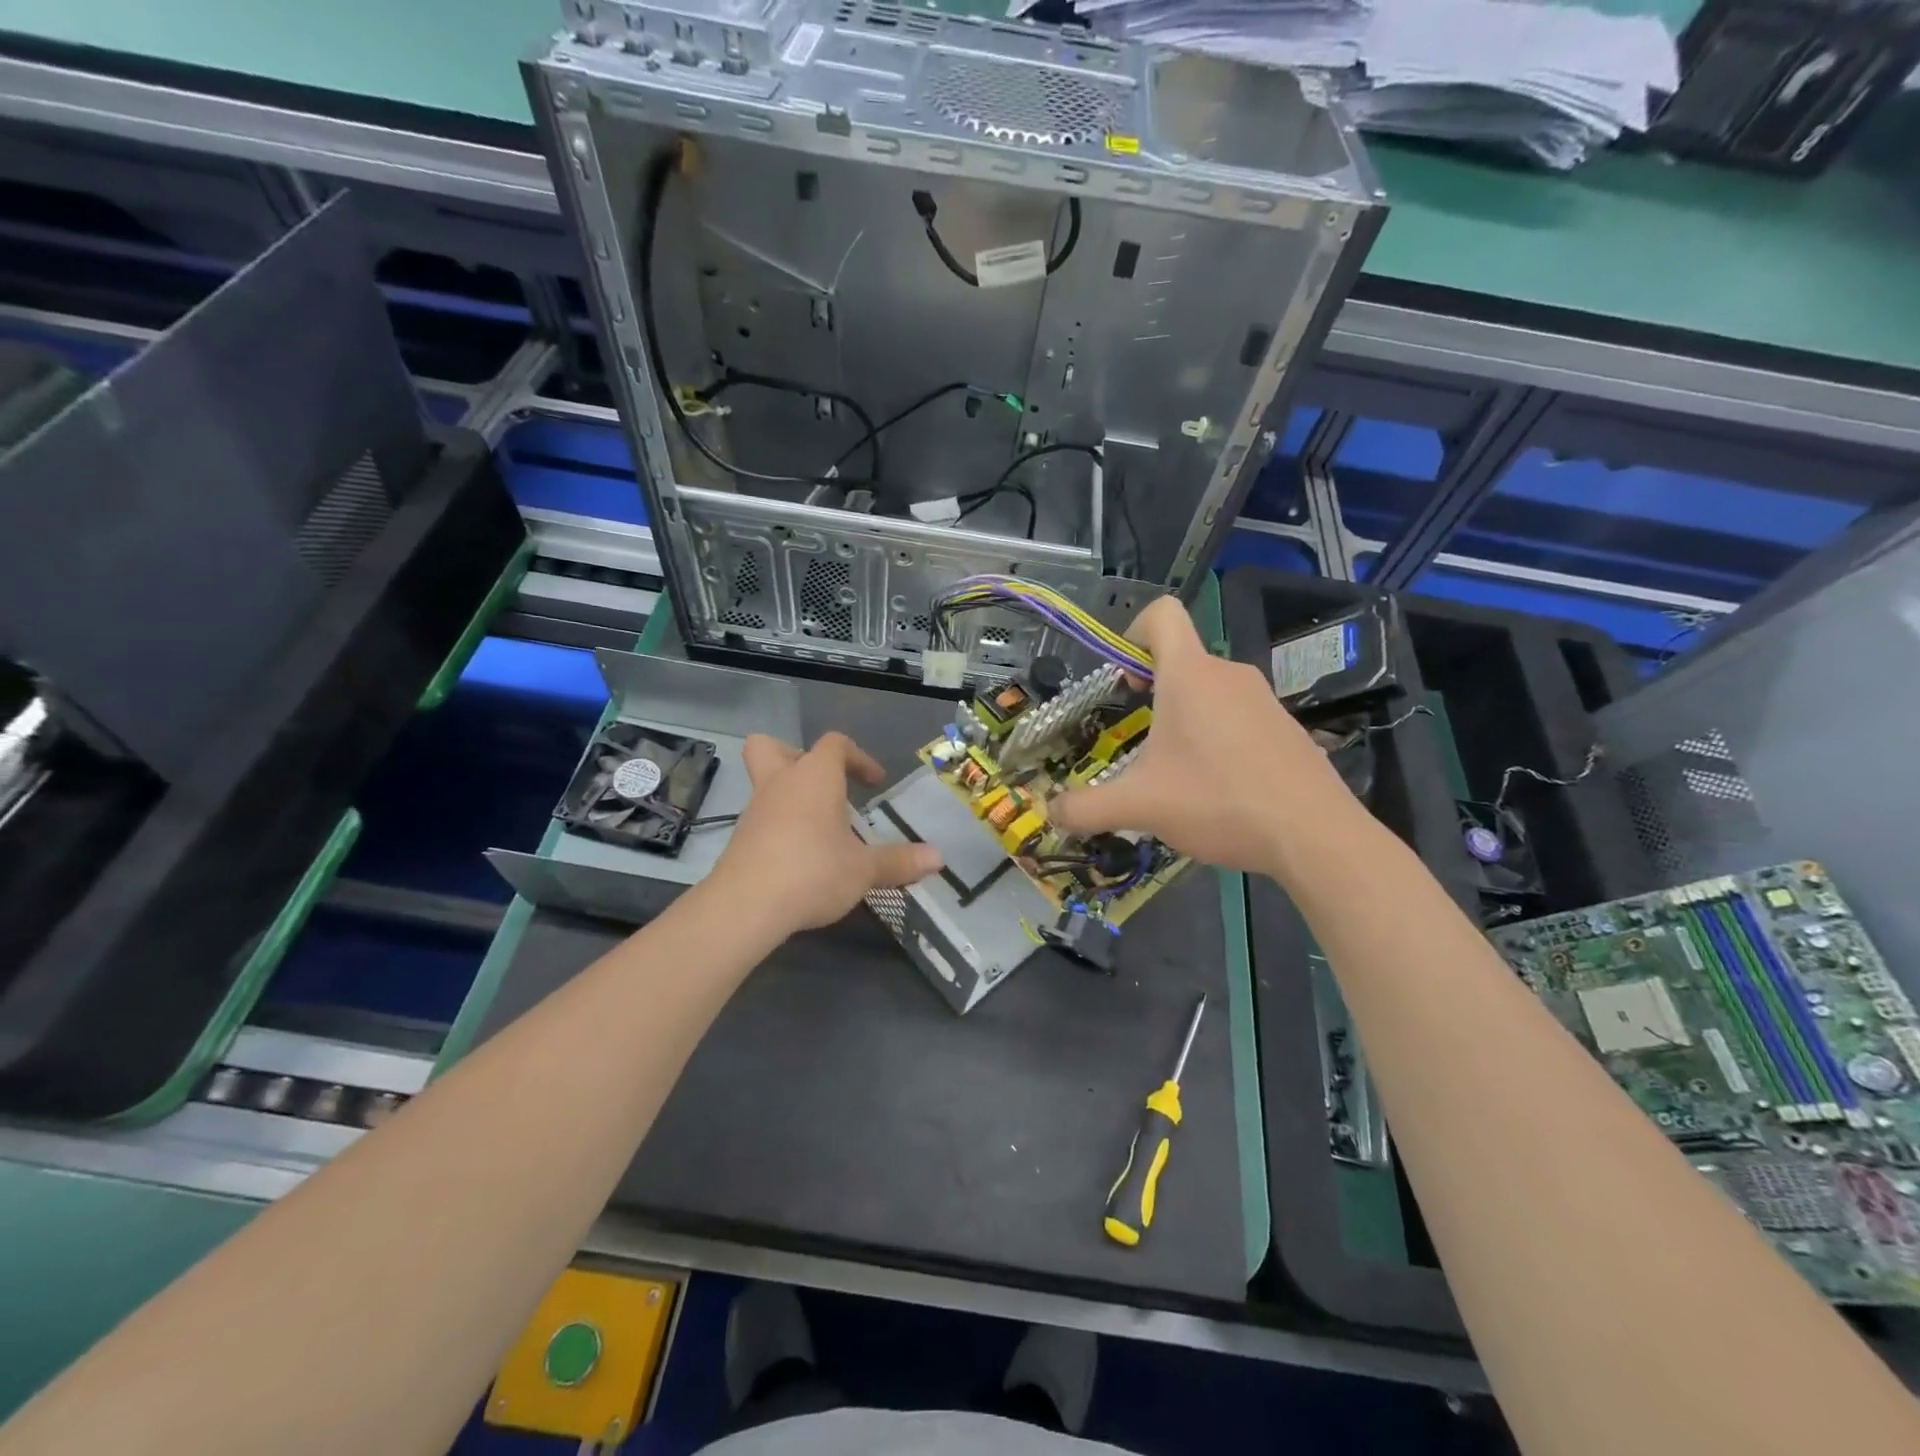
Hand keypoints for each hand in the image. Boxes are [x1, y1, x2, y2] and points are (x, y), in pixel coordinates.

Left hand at [712, 732, 941, 935]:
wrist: (746, 906)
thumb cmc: (813, 872)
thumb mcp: (864, 869)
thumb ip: (899, 861)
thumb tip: (938, 858)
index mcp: (815, 777)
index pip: (835, 744)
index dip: (858, 757)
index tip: (875, 783)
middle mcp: (780, 783)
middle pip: (772, 747)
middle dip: (797, 757)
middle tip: (823, 785)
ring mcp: (755, 810)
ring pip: (765, 783)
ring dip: (790, 796)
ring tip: (819, 828)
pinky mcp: (741, 839)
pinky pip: (761, 817)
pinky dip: (779, 826)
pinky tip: (799, 855)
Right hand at [1050, 597, 1357, 876]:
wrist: (1315, 835)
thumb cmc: (1218, 802)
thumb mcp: (1140, 807)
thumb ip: (1086, 808)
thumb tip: (1053, 812)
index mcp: (1190, 675)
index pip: (1162, 614)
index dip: (1133, 631)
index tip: (1122, 678)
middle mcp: (1229, 675)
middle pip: (1181, 659)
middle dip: (1152, 690)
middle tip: (1139, 737)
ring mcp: (1264, 700)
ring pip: (1210, 690)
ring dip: (1185, 718)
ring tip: (1177, 771)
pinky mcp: (1286, 728)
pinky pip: (1238, 716)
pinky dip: (1218, 737)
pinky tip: (1218, 787)